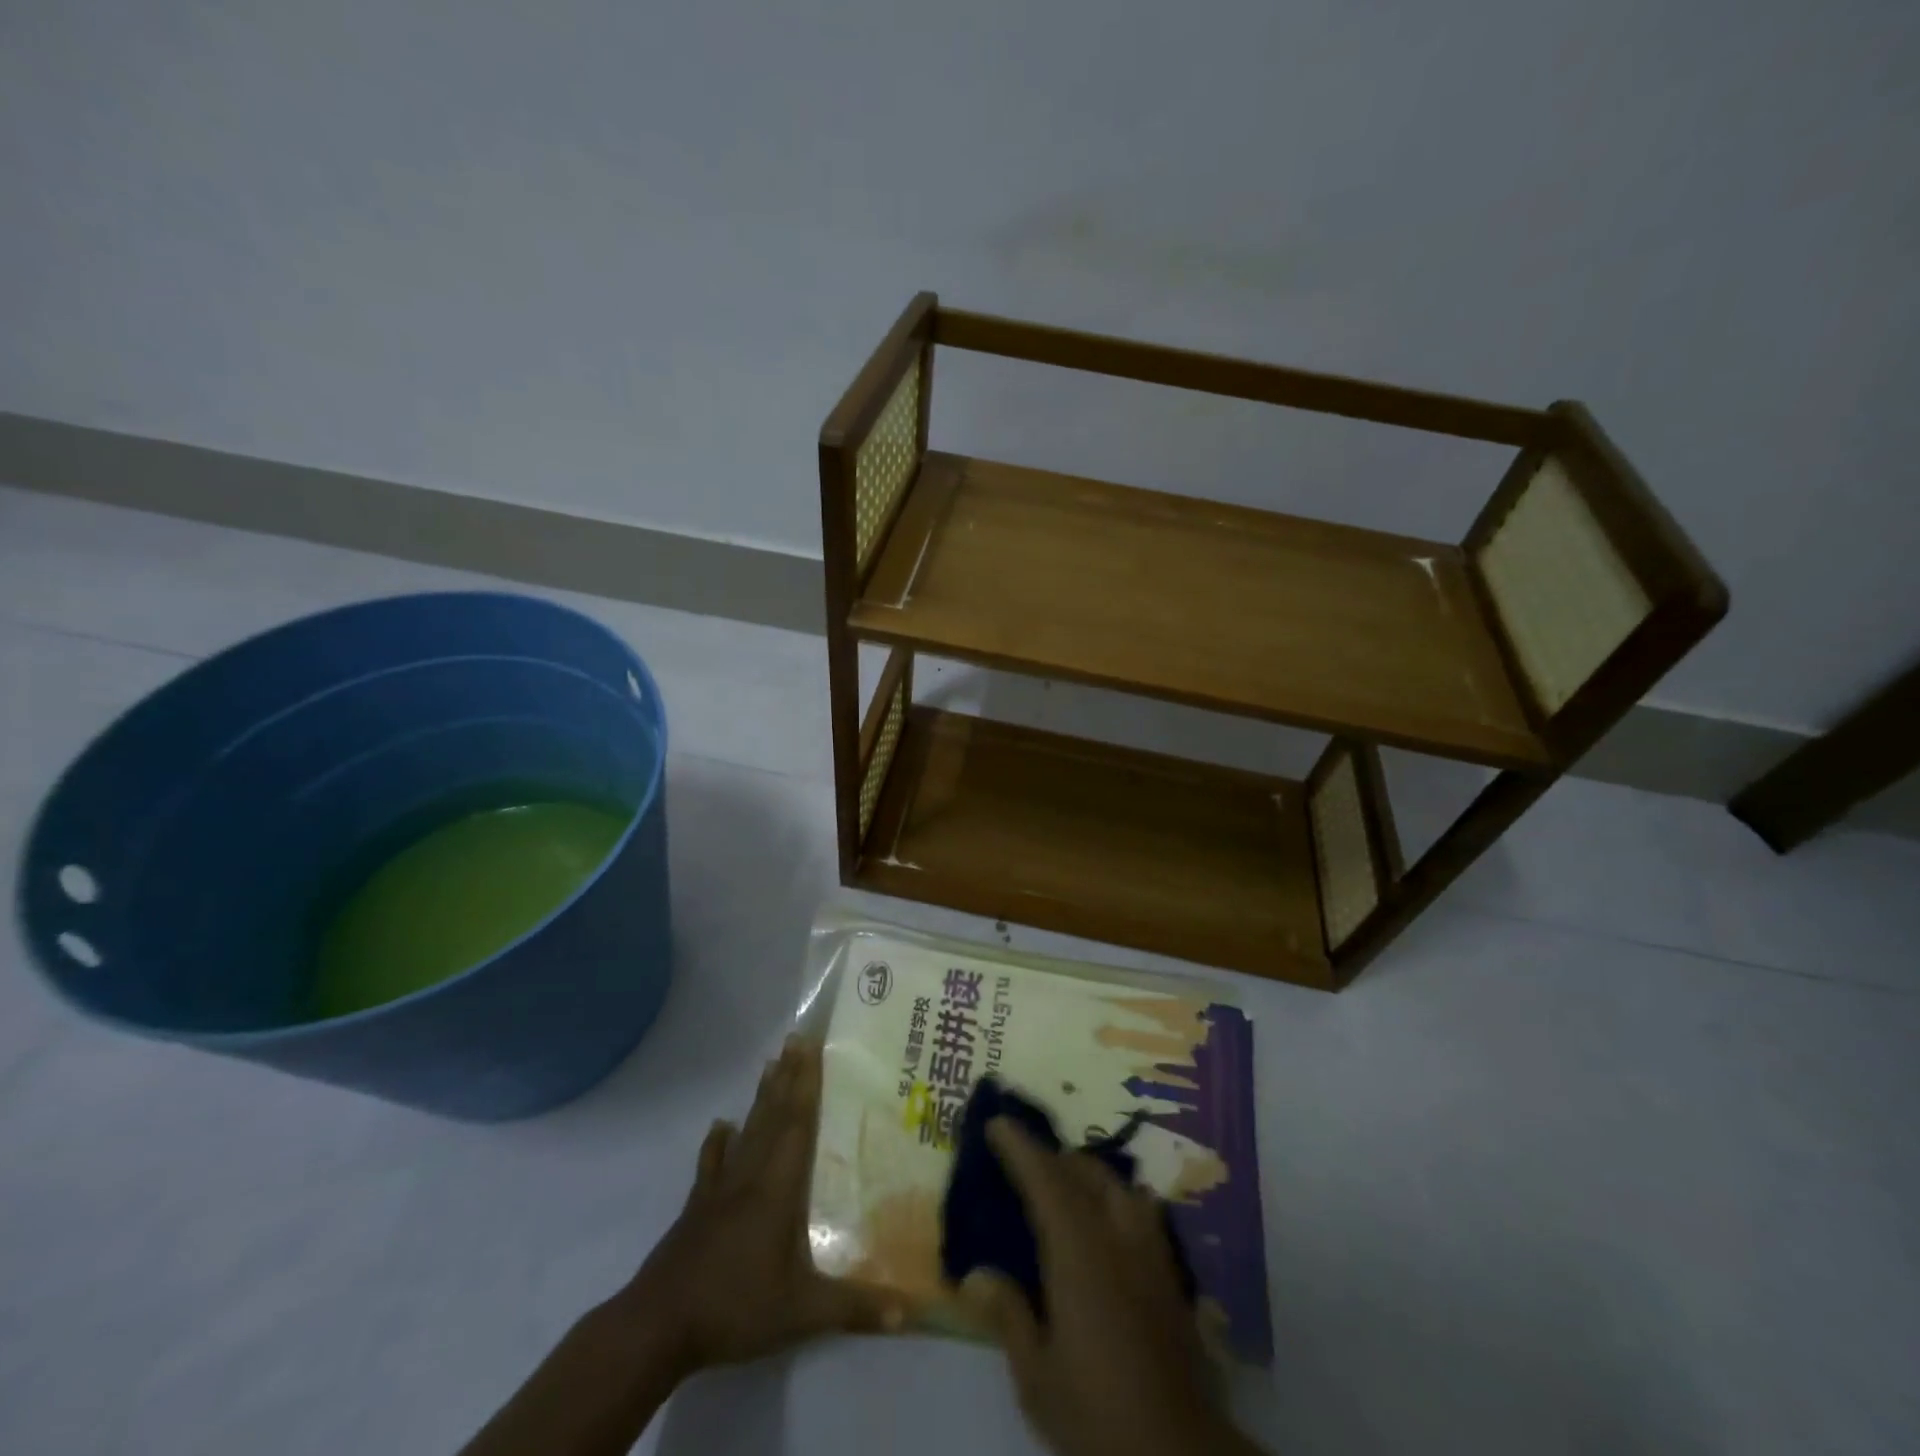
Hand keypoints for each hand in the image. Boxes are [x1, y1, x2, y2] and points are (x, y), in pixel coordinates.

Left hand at [616, 1035, 903, 1374]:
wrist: (659, 1325)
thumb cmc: (735, 1307)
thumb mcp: (801, 1313)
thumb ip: (854, 1308)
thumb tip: (910, 1312)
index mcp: (778, 1188)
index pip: (797, 1124)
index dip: (807, 1084)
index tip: (812, 1046)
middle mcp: (750, 1176)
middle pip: (773, 1116)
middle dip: (788, 1076)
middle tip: (796, 1039)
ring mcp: (720, 1189)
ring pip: (746, 1131)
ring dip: (761, 1097)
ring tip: (770, 1065)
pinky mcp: (698, 1207)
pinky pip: (711, 1163)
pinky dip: (718, 1142)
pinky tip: (721, 1126)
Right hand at [965, 1118, 1260, 1455]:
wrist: (1179, 1453)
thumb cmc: (1097, 1414)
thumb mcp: (1037, 1377)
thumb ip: (1008, 1316)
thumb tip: (975, 1274)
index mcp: (1079, 1253)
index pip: (1045, 1181)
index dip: (1020, 1147)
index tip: (998, 1123)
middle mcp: (1117, 1237)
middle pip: (1085, 1173)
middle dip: (1053, 1157)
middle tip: (1024, 1160)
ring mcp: (1151, 1253)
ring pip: (1120, 1185)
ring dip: (1088, 1174)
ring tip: (1066, 1185)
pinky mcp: (1172, 1276)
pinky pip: (1142, 1212)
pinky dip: (1118, 1199)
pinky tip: (1110, 1222)